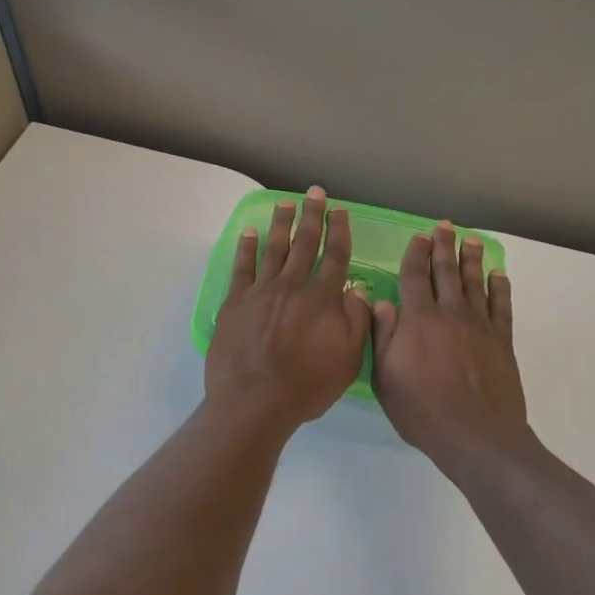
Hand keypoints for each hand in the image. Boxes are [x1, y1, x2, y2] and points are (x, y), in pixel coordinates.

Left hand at [205, 187, 370, 434]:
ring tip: (285, 203)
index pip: (335, 256)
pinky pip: (242, 268)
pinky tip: (249, 233)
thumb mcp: (348, 359)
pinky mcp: (235, 302)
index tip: (340, 211)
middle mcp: (292, 286)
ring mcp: (261, 291)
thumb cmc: (306, 385)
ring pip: (274, 249)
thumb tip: (358, 290)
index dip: (339, 231)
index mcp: (322, 298)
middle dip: (311, 215)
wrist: (254, 401)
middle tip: (314, 192)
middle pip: (304, 243)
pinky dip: (246, 248)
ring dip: (281, 223)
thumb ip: (356, 320)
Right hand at [371, 223, 532, 480]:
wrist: (476, 435)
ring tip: (471, 240)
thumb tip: (381, 303)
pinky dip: (500, 287)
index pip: (414, 277)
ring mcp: (480, 325)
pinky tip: (498, 275)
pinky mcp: (502, 340)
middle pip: (446, 272)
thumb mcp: (386, 378)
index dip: (415, 255)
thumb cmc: (422, 410)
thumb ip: (383, 337)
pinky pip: (501, 306)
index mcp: (418, 320)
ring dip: (472, 259)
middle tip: (444, 227)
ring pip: (475, 283)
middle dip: (444, 247)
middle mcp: (450, 313)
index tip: (418, 237)